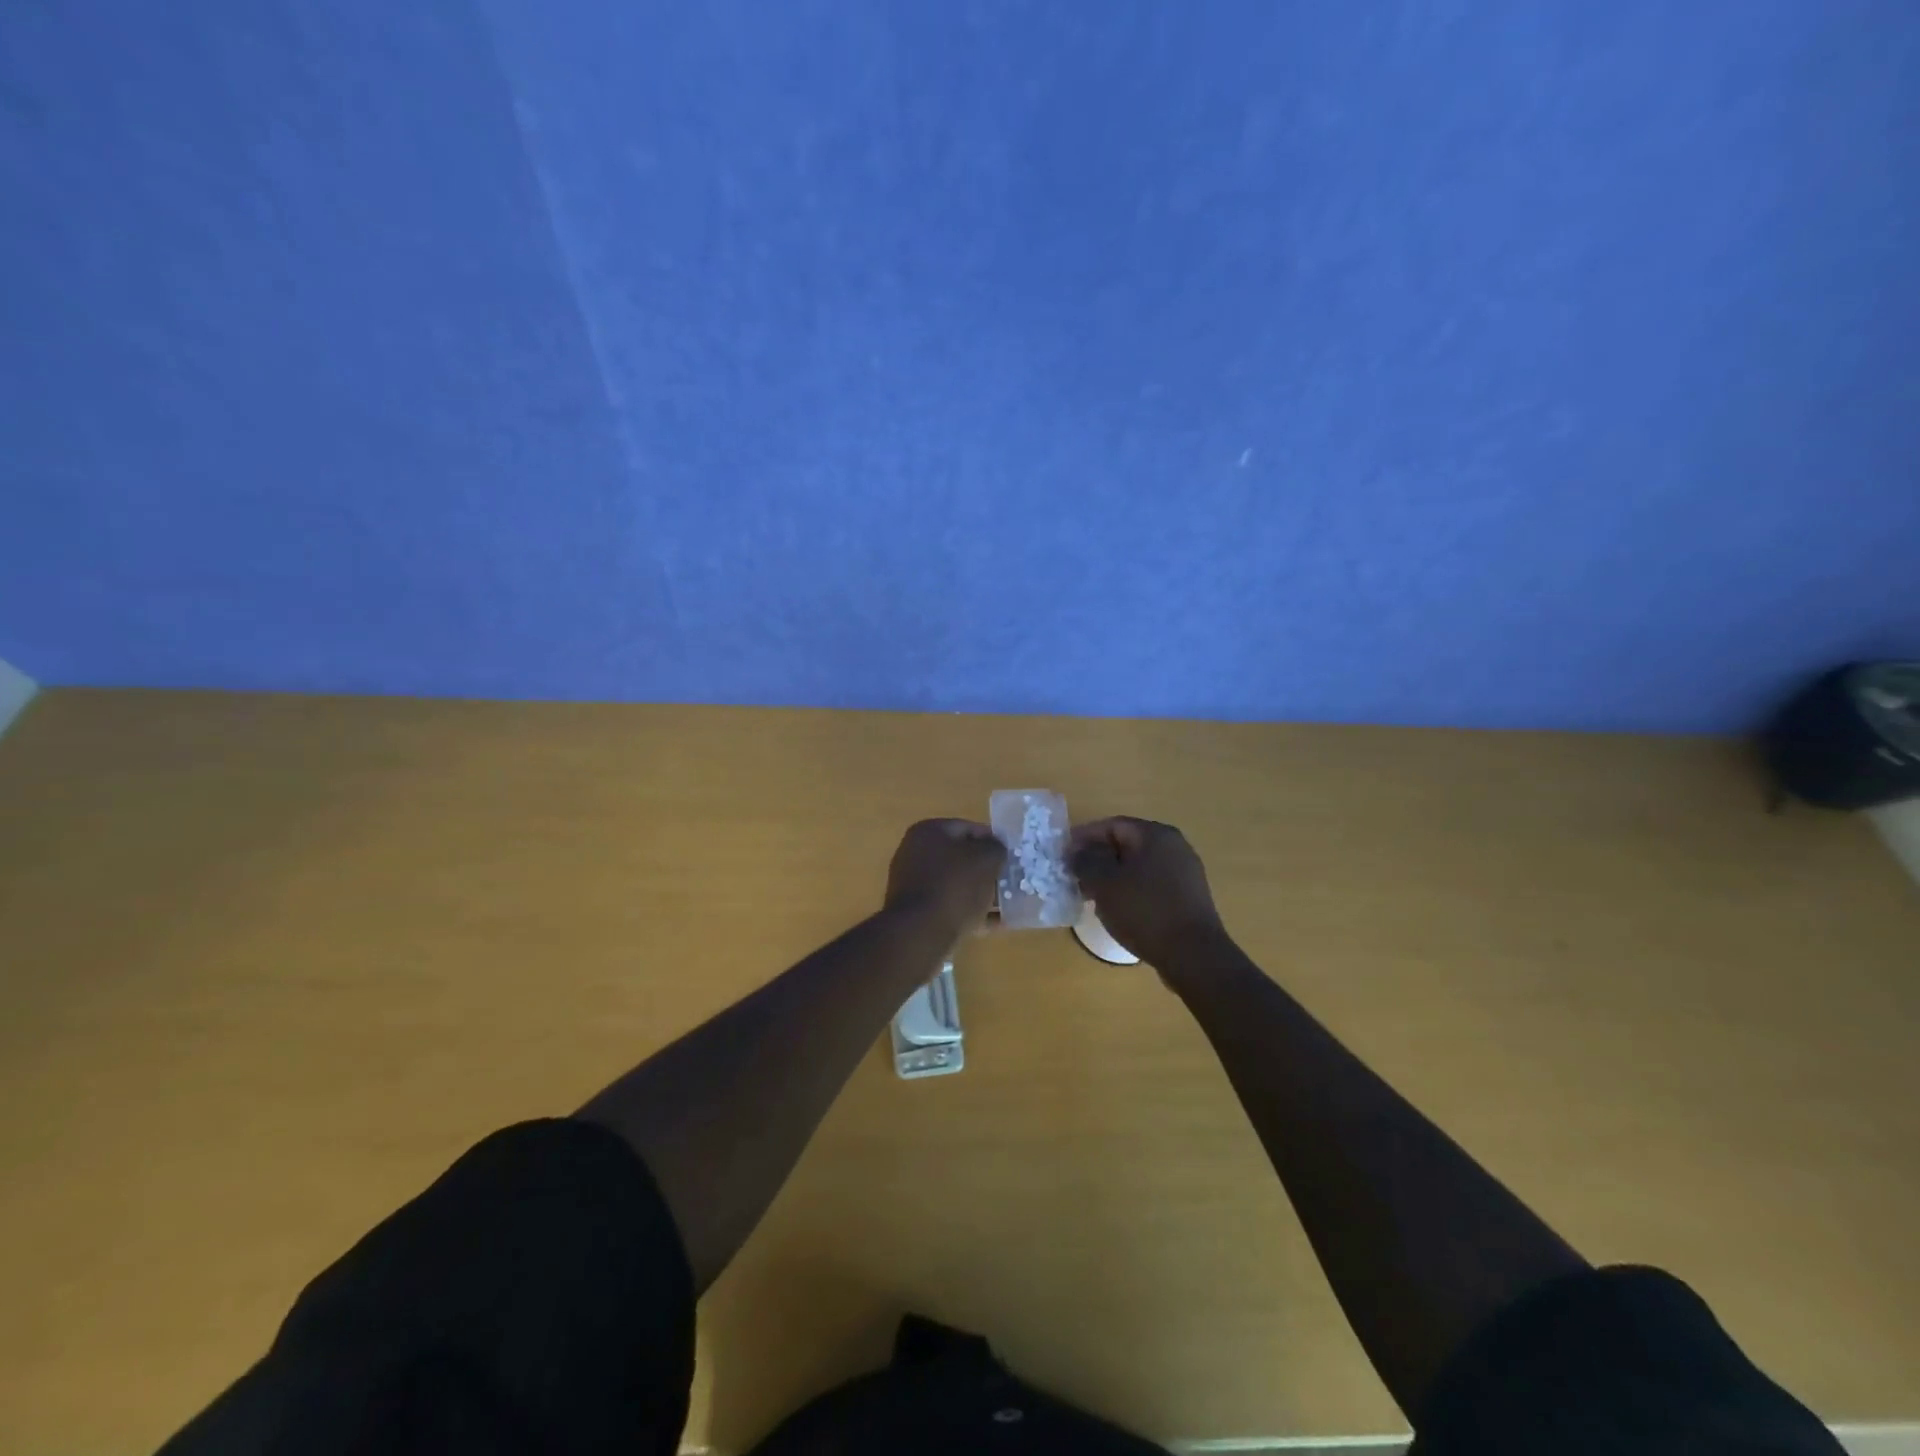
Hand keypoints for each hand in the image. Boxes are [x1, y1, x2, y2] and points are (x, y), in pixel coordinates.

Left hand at [885, 819, 1005, 936]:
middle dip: (986, 869)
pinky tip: (993, 924)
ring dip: (979, 892)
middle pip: (960, 857)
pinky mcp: (914, 911)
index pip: (969, 828)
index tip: (1011, 857)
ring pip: (955, 883)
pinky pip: (948, 905)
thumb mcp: (986, 860)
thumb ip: (996, 848)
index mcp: (929, 831)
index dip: (993, 841)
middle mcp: (915, 852)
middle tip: (1009, 881)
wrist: (920, 933)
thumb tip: (995, 849)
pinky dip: (969, 911)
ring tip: (1006, 905)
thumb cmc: (955, 886)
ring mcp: (912, 882)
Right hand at [1069, 817, 1226, 967]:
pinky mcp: (1188, 897)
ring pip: (1138, 866)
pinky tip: (1117, 909)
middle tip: (1074, 876)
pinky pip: (1151, 884)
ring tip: (1091, 895)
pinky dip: (1130, 890)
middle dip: (1097, 858)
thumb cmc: (1145, 911)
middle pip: (1126, 844)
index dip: (1084, 837)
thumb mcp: (1104, 883)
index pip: (1112, 825)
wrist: (1193, 955)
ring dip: (1112, 876)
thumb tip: (1077, 852)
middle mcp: (1174, 846)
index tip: (1063, 855)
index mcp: (1155, 834)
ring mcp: (1185, 872)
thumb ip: (1085, 862)